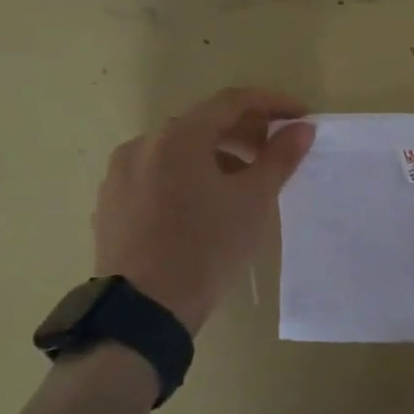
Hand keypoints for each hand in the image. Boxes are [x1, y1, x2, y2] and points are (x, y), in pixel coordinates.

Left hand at [93, 87, 316, 334]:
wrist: (143, 311)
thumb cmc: (206, 248)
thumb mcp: (253, 201)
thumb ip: (280, 158)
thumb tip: (302, 128)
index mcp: (178, 137)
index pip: (232, 102)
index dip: (272, 103)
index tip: (300, 116)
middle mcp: (143, 144)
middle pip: (202, 124)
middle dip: (244, 133)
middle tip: (275, 154)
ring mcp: (120, 174)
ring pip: (177, 151)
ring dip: (214, 157)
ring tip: (241, 186)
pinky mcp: (111, 203)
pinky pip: (156, 175)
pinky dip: (186, 177)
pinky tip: (202, 207)